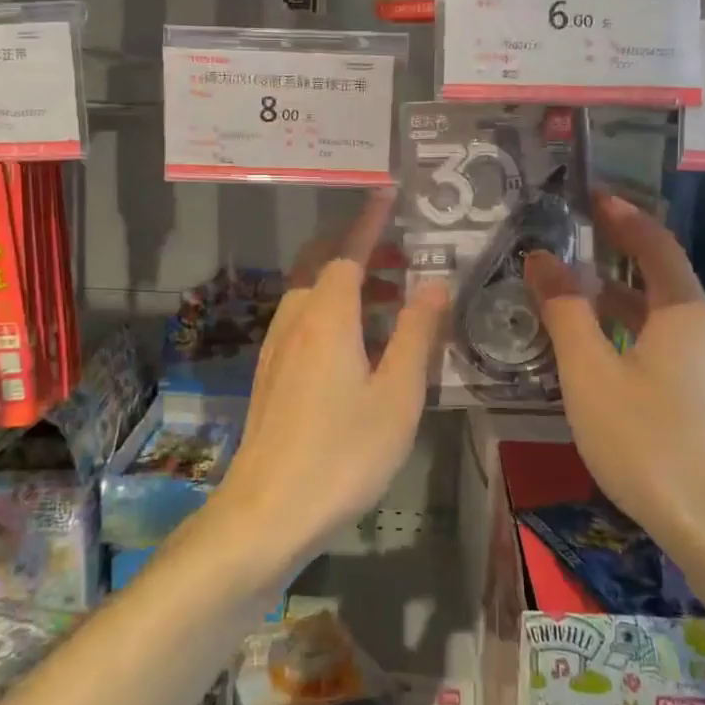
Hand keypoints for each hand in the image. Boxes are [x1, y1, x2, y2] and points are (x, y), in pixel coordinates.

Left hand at [212, 191, 448, 571]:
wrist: (268, 511)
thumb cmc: (343, 453)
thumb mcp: (397, 395)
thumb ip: (418, 335)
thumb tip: (436, 285)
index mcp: (328, 316)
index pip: (348, 251)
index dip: (370, 222)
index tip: (386, 192)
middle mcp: (296, 320)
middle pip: (323, 265)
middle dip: (359, 250)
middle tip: (402, 257)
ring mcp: (277, 348)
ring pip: (312, 294)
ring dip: (348, 283)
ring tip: (393, 300)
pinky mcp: (272, 374)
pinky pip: (304, 320)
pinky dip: (333, 310)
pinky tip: (358, 343)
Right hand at [524, 192, 704, 554]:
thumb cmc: (648, 440)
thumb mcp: (591, 372)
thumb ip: (565, 311)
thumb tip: (541, 258)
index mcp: (682, 312)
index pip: (654, 243)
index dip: (622, 216)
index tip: (588, 195)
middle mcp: (700, 330)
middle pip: (656, 275)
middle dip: (612, 252)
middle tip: (566, 239)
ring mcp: (703, 367)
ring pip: (652, 314)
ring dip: (611, 296)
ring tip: (565, 290)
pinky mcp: (697, 398)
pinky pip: (654, 343)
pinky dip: (620, 330)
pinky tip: (589, 349)